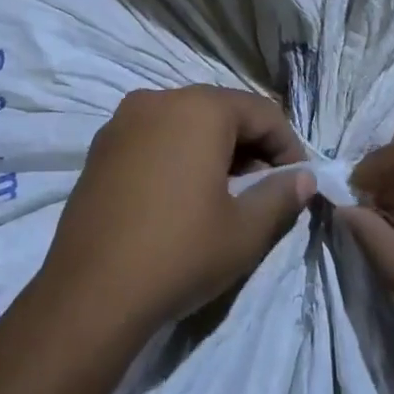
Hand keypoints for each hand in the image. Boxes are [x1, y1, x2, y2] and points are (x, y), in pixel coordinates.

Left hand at [40, 86, 316, 335]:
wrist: (89, 294)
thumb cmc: (179, 253)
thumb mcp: (245, 231)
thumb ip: (281, 196)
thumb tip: (303, 178)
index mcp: (199, 108)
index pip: (262, 112)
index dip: (288, 146)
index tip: (297, 183)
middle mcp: (159, 99)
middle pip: (221, 111)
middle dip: (250, 146)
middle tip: (264, 190)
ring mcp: (123, 120)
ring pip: (185, 122)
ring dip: (213, 149)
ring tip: (223, 195)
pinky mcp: (100, 147)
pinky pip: (153, 137)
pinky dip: (177, 154)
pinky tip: (180, 196)